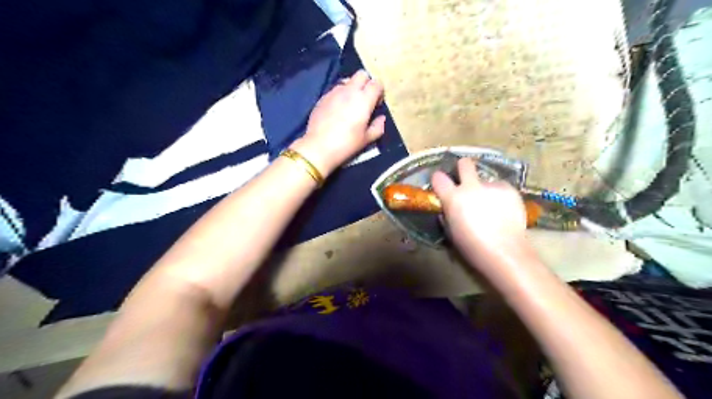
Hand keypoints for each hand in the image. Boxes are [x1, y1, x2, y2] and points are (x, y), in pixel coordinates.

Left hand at [289, 68, 387, 176]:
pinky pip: (335, 90)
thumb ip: (378, 127)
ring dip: (352, 88)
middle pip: (362, 74)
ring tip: (350, 104)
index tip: (376, 104)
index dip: (379, 92)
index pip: (376, 83)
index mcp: (364, 99)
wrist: (319, 147)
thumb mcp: (367, 140)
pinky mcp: (323, 97)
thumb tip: (381, 118)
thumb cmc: (346, 144)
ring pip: (347, 80)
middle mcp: (349, 91)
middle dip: (366, 83)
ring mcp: (334, 92)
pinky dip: (340, 95)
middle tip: (365, 100)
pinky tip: (337, 110)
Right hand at [428, 157, 527, 259]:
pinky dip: (500, 196)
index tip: (441, 184)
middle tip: (466, 180)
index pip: (438, 177)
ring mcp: (493, 186)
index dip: (438, 179)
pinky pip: (501, 188)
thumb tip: (447, 207)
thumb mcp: (451, 232)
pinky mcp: (510, 190)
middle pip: (465, 164)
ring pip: (486, 180)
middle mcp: (471, 187)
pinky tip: (504, 210)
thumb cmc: (472, 247)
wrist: (505, 253)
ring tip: (492, 206)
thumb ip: (447, 214)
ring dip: (485, 189)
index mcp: (453, 197)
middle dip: (463, 168)